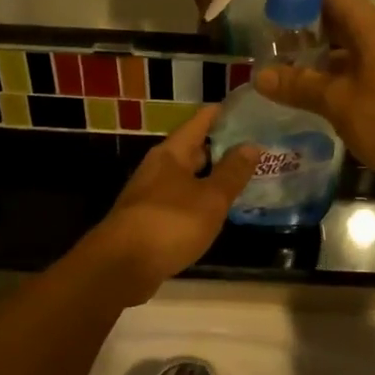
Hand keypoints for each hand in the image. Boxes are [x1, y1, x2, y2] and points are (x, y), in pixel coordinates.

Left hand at [88, 106, 259, 302]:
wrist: (122, 266)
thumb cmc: (170, 223)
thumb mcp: (210, 198)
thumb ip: (232, 173)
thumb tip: (252, 145)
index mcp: (171, 154)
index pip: (198, 123)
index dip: (219, 114)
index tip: (242, 107)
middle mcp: (157, 169)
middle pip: (190, 151)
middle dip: (217, 148)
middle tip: (250, 145)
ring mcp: (149, 196)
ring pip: (185, 178)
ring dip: (208, 177)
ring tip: (239, 178)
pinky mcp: (147, 222)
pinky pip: (179, 202)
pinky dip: (198, 201)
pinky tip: (214, 211)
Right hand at [254, 0, 374, 194]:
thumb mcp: (338, 102)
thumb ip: (299, 85)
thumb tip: (259, 75)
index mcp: (370, 26)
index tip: (264, 12)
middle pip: (334, 20)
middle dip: (299, 32)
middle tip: (262, 45)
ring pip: (343, 48)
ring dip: (313, 58)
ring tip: (275, 70)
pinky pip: (354, 70)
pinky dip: (330, 77)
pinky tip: (306, 95)